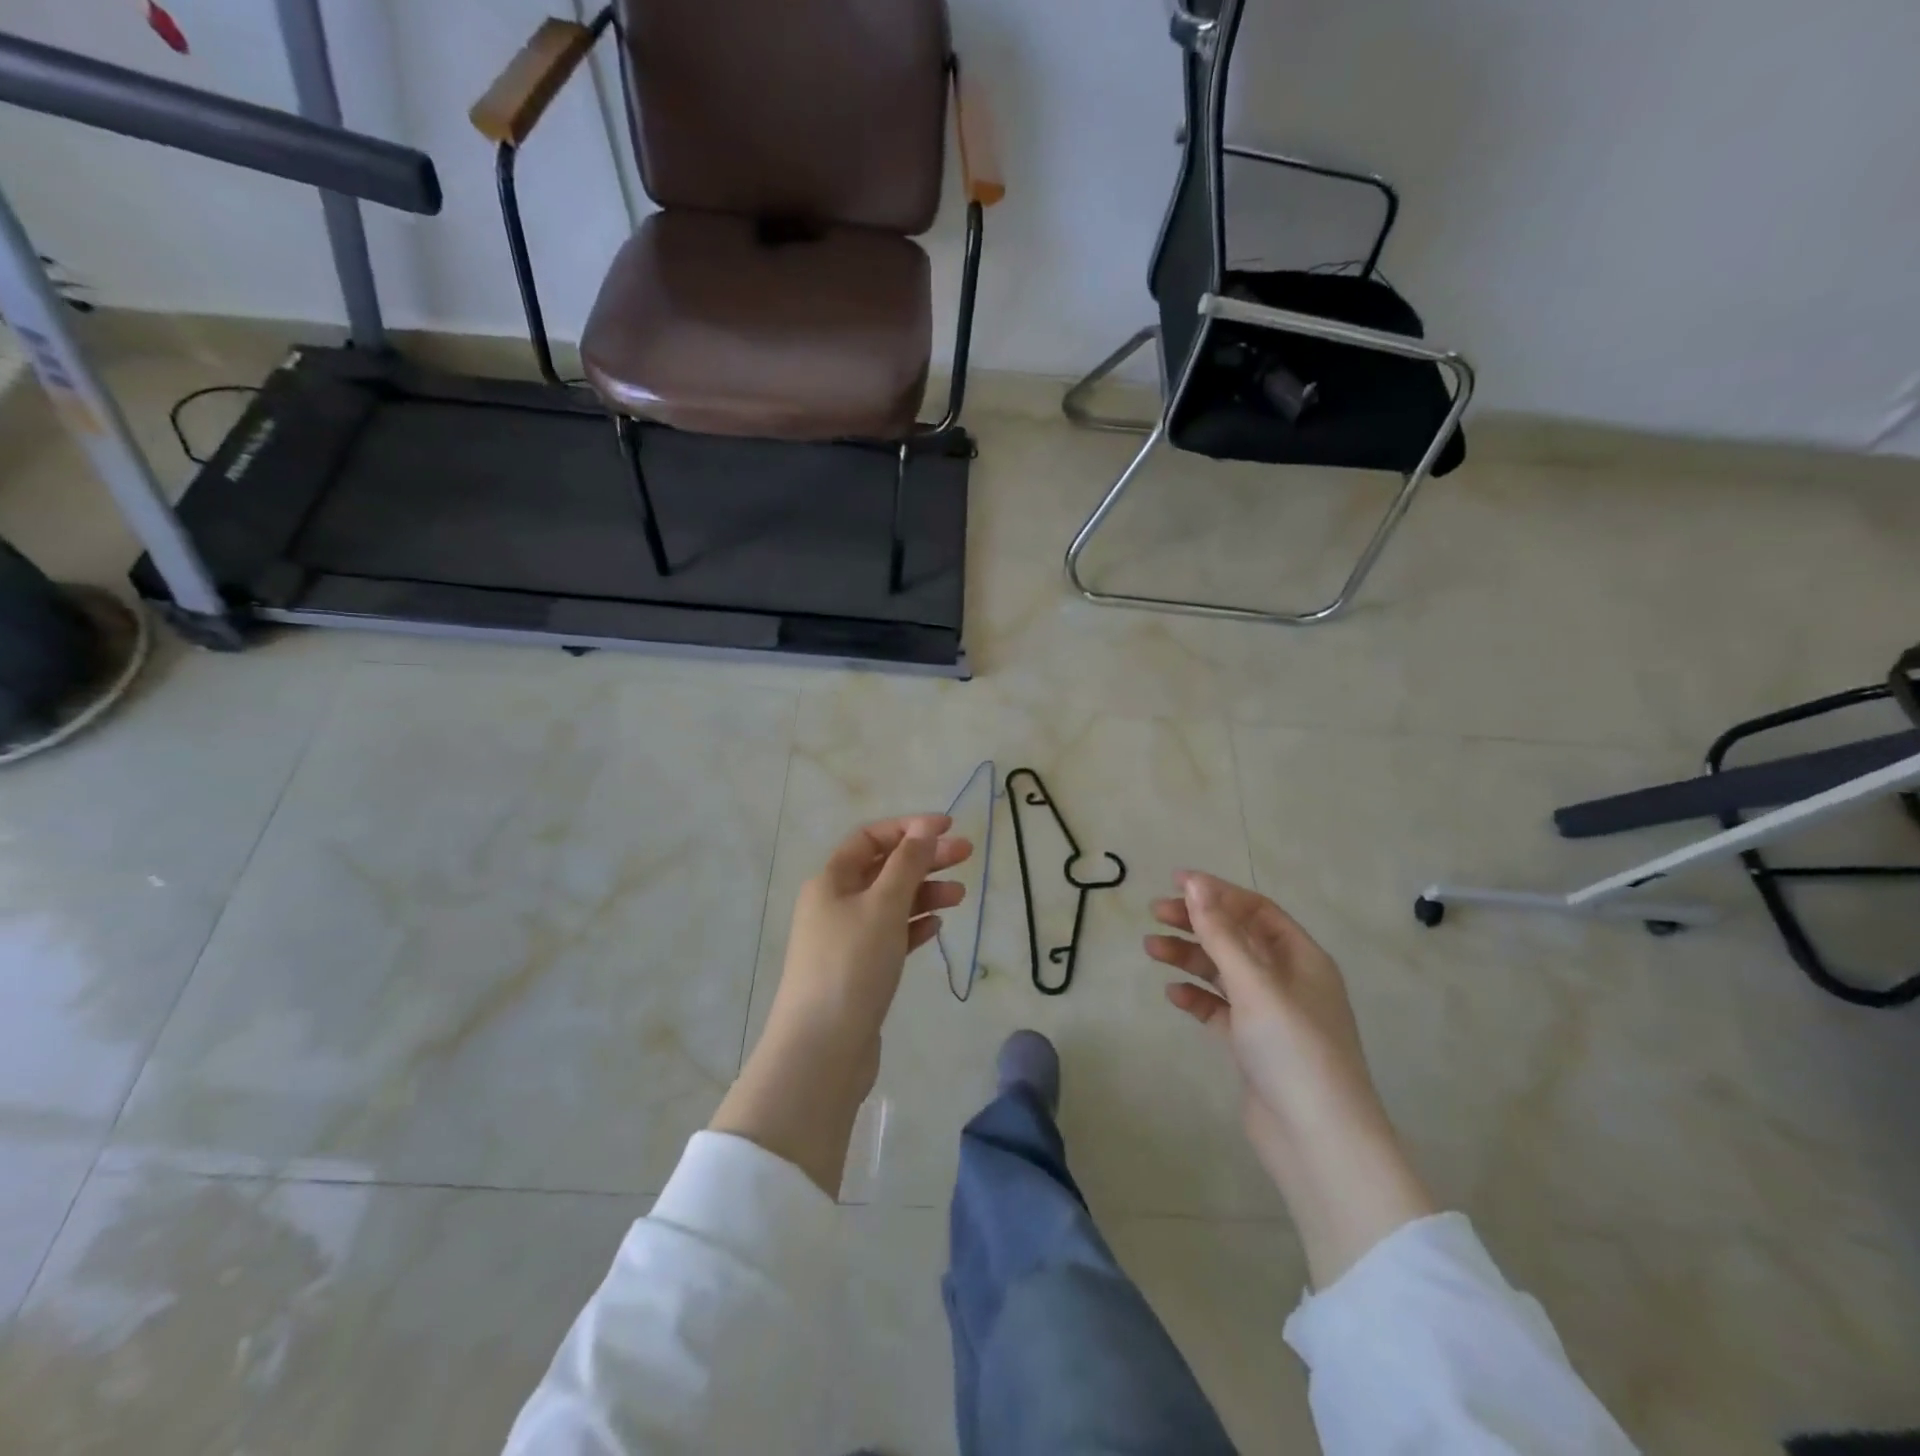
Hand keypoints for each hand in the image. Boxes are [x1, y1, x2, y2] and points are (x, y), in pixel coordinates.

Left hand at [712, 815, 971, 1196]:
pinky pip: (890, 936)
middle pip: (884, 869)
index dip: (908, 828)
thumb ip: (907, 864)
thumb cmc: (852, 966)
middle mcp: (834, 904)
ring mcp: (845, 939)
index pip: (870, 838)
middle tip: (966, 855)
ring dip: (924, 893)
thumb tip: (923, 829)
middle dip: (924, 858)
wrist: (822, 1050)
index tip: (947, 828)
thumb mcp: (883, 906)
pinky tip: (936, 926)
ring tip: (959, 895)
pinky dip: (913, 926)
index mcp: (831, 880)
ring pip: (890, 903)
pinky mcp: (858, 971)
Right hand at [1147, 871, 1435, 1286]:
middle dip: (1198, 923)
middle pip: (1237, 938)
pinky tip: (1173, 994)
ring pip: (1224, 972)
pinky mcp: (1254, 1046)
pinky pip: (1220, 1009)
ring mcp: (1271, 1015)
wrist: (1318, 1142)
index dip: (1217, 893)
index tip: (1175, 883)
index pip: (1256, 910)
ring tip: (1151, 949)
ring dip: (1190, 957)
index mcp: (1302, 959)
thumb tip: (1194, 883)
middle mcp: (1288, 981)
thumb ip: (1220, 933)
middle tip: (1155, 914)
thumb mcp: (1254, 984)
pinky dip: (1197, 997)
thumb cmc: (1293, 1050)